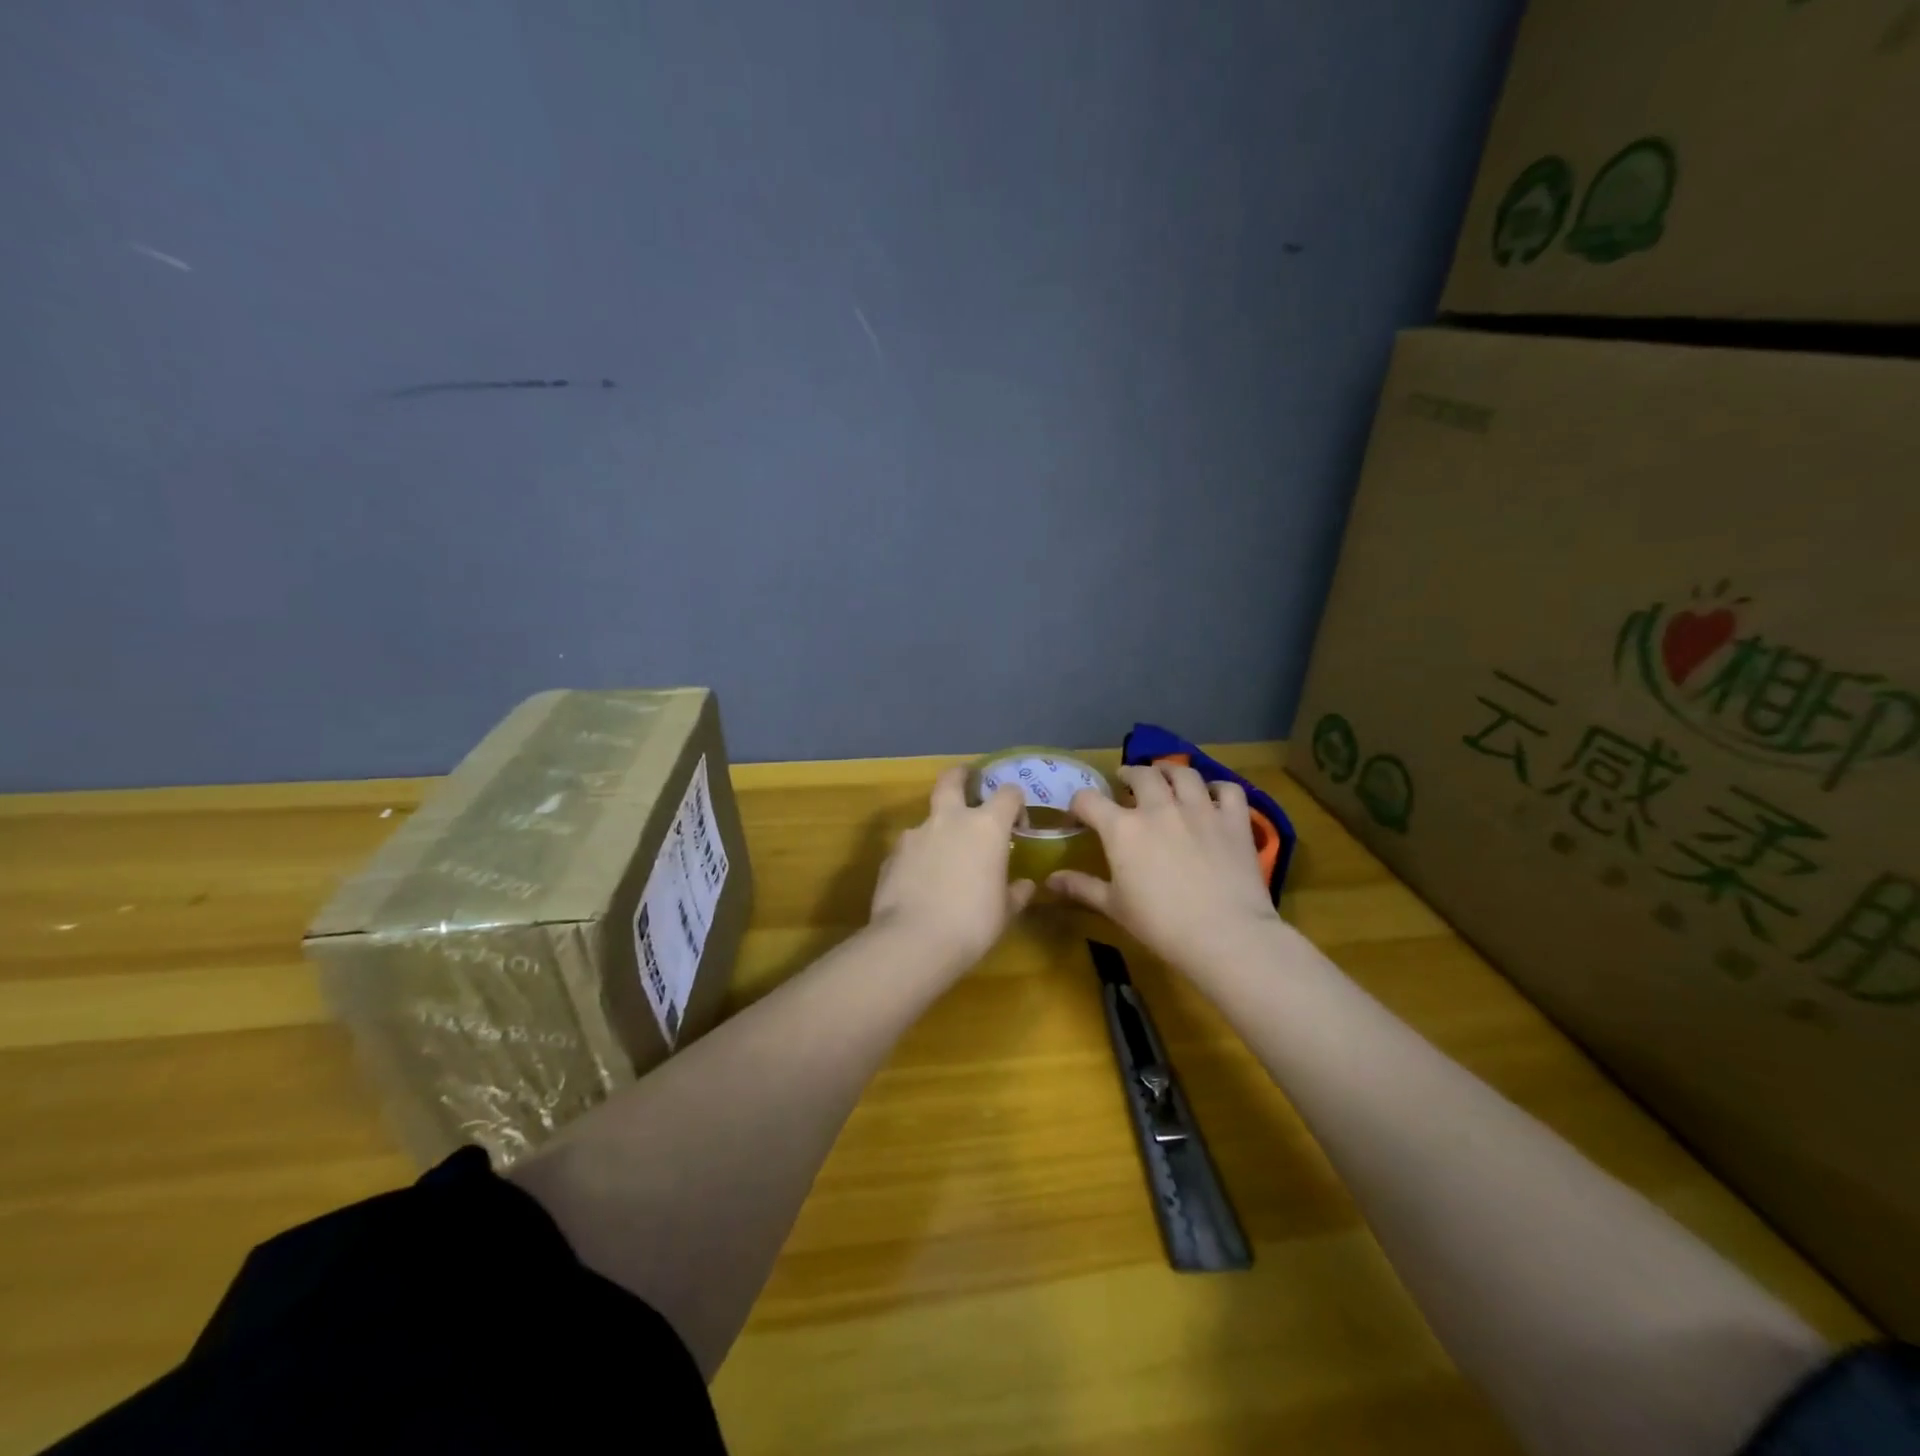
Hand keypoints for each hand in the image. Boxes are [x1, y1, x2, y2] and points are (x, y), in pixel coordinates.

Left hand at [869, 766, 1035, 972]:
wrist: (913, 941)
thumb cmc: (972, 924)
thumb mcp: (1004, 912)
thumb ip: (1015, 893)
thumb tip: (1024, 885)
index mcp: (986, 826)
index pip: (1008, 793)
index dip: (1016, 804)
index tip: (1017, 826)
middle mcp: (949, 820)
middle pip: (952, 779)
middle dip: (961, 776)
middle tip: (968, 782)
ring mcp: (915, 834)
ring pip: (928, 818)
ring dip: (938, 829)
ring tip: (943, 860)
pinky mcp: (891, 855)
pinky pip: (910, 848)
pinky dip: (918, 857)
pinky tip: (920, 884)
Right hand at [1049, 762, 1280, 970]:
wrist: (1224, 936)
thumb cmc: (1160, 925)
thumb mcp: (1114, 907)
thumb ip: (1081, 887)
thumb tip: (1049, 880)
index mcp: (1122, 828)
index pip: (1089, 800)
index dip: (1079, 804)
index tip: (1079, 815)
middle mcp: (1159, 808)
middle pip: (1140, 775)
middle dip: (1128, 775)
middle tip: (1126, 782)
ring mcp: (1200, 809)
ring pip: (1183, 773)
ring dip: (1169, 771)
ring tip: (1166, 777)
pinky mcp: (1233, 820)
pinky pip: (1227, 789)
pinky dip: (1217, 788)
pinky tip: (1212, 796)